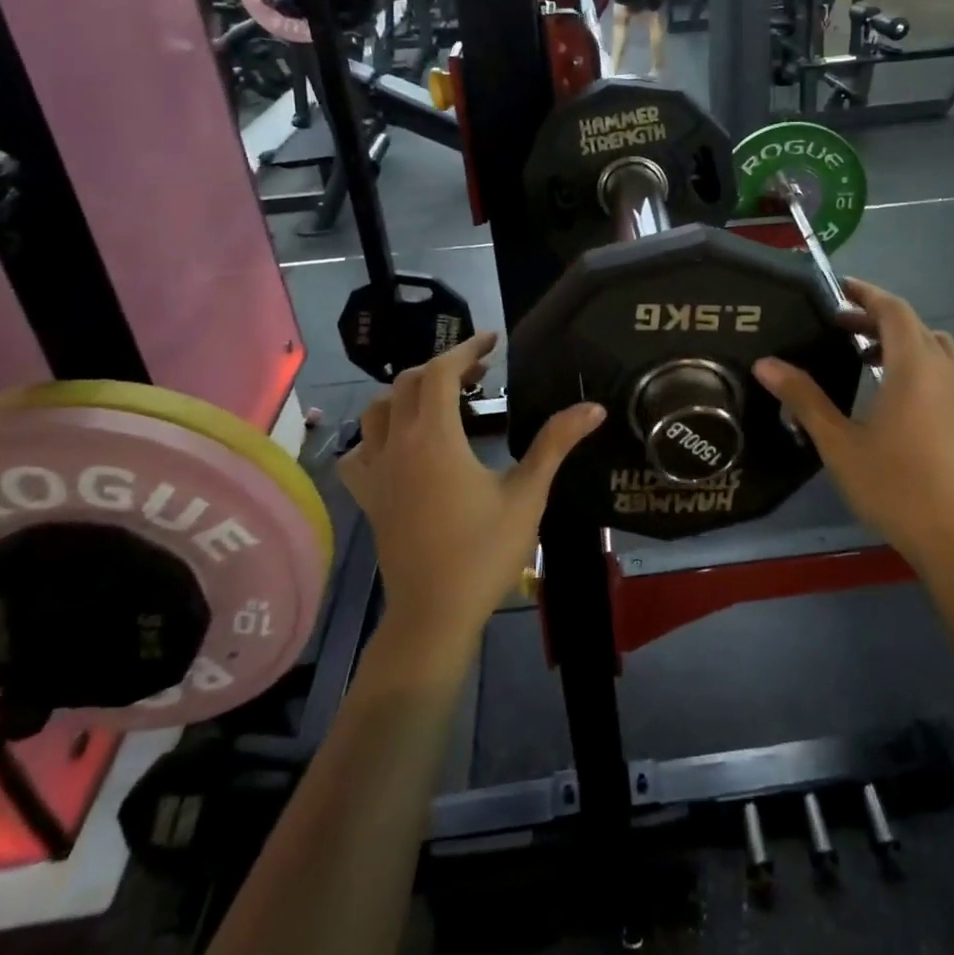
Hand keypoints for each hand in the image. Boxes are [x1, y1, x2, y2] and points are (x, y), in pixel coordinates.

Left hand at [340, 334, 603, 656]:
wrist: (433, 614)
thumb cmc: (484, 552)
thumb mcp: (527, 494)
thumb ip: (555, 443)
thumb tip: (593, 407)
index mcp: (434, 438)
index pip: (439, 372)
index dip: (465, 348)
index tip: (493, 340)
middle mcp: (397, 446)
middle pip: (408, 383)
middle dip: (443, 367)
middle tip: (480, 371)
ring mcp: (376, 472)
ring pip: (378, 411)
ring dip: (408, 392)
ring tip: (442, 399)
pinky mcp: (369, 497)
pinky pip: (360, 450)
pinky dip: (378, 433)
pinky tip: (399, 444)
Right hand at [753, 281, 953, 583]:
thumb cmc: (894, 485)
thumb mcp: (838, 442)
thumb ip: (803, 398)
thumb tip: (765, 364)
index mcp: (913, 367)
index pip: (893, 310)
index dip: (865, 293)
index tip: (837, 288)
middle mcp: (944, 371)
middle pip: (912, 325)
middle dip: (876, 317)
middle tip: (838, 326)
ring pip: (932, 347)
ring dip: (899, 340)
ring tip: (863, 357)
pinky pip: (942, 371)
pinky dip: (915, 363)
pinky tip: (891, 397)